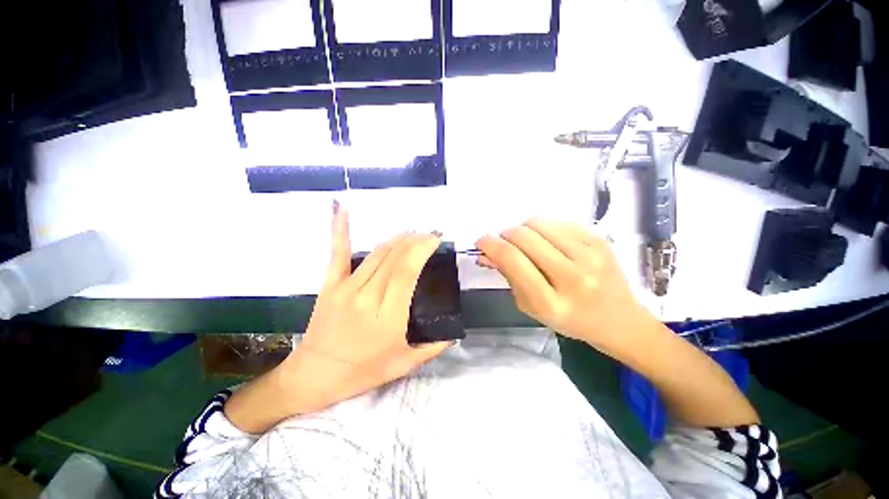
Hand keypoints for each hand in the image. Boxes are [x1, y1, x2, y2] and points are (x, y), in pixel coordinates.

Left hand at [282, 202, 451, 411]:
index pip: (408, 270)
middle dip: (416, 240)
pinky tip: (342, 207)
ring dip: (397, 238)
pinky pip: (338, 253)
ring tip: (412, 233)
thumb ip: (433, 347)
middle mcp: (368, 296)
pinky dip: (340, 228)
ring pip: (378, 252)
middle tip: (429, 235)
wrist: (315, 375)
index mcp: (388, 316)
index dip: (423, 248)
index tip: (436, 240)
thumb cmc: (362, 372)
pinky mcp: (331, 284)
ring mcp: (347, 287)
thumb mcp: (404, 364)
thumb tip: (455, 334)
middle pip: (395, 256)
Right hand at [475, 218, 656, 354]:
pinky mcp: (600, 240)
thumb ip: (507, 276)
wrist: (618, 320)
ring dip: (523, 229)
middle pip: (524, 237)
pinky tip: (547, 241)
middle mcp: (573, 277)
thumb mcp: (530, 306)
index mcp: (551, 302)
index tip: (481, 241)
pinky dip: (543, 228)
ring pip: (539, 223)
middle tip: (504, 243)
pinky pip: (557, 221)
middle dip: (505, 235)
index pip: (512, 259)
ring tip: (526, 243)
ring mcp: (590, 255)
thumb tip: (486, 253)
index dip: (491, 245)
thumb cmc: (568, 319)